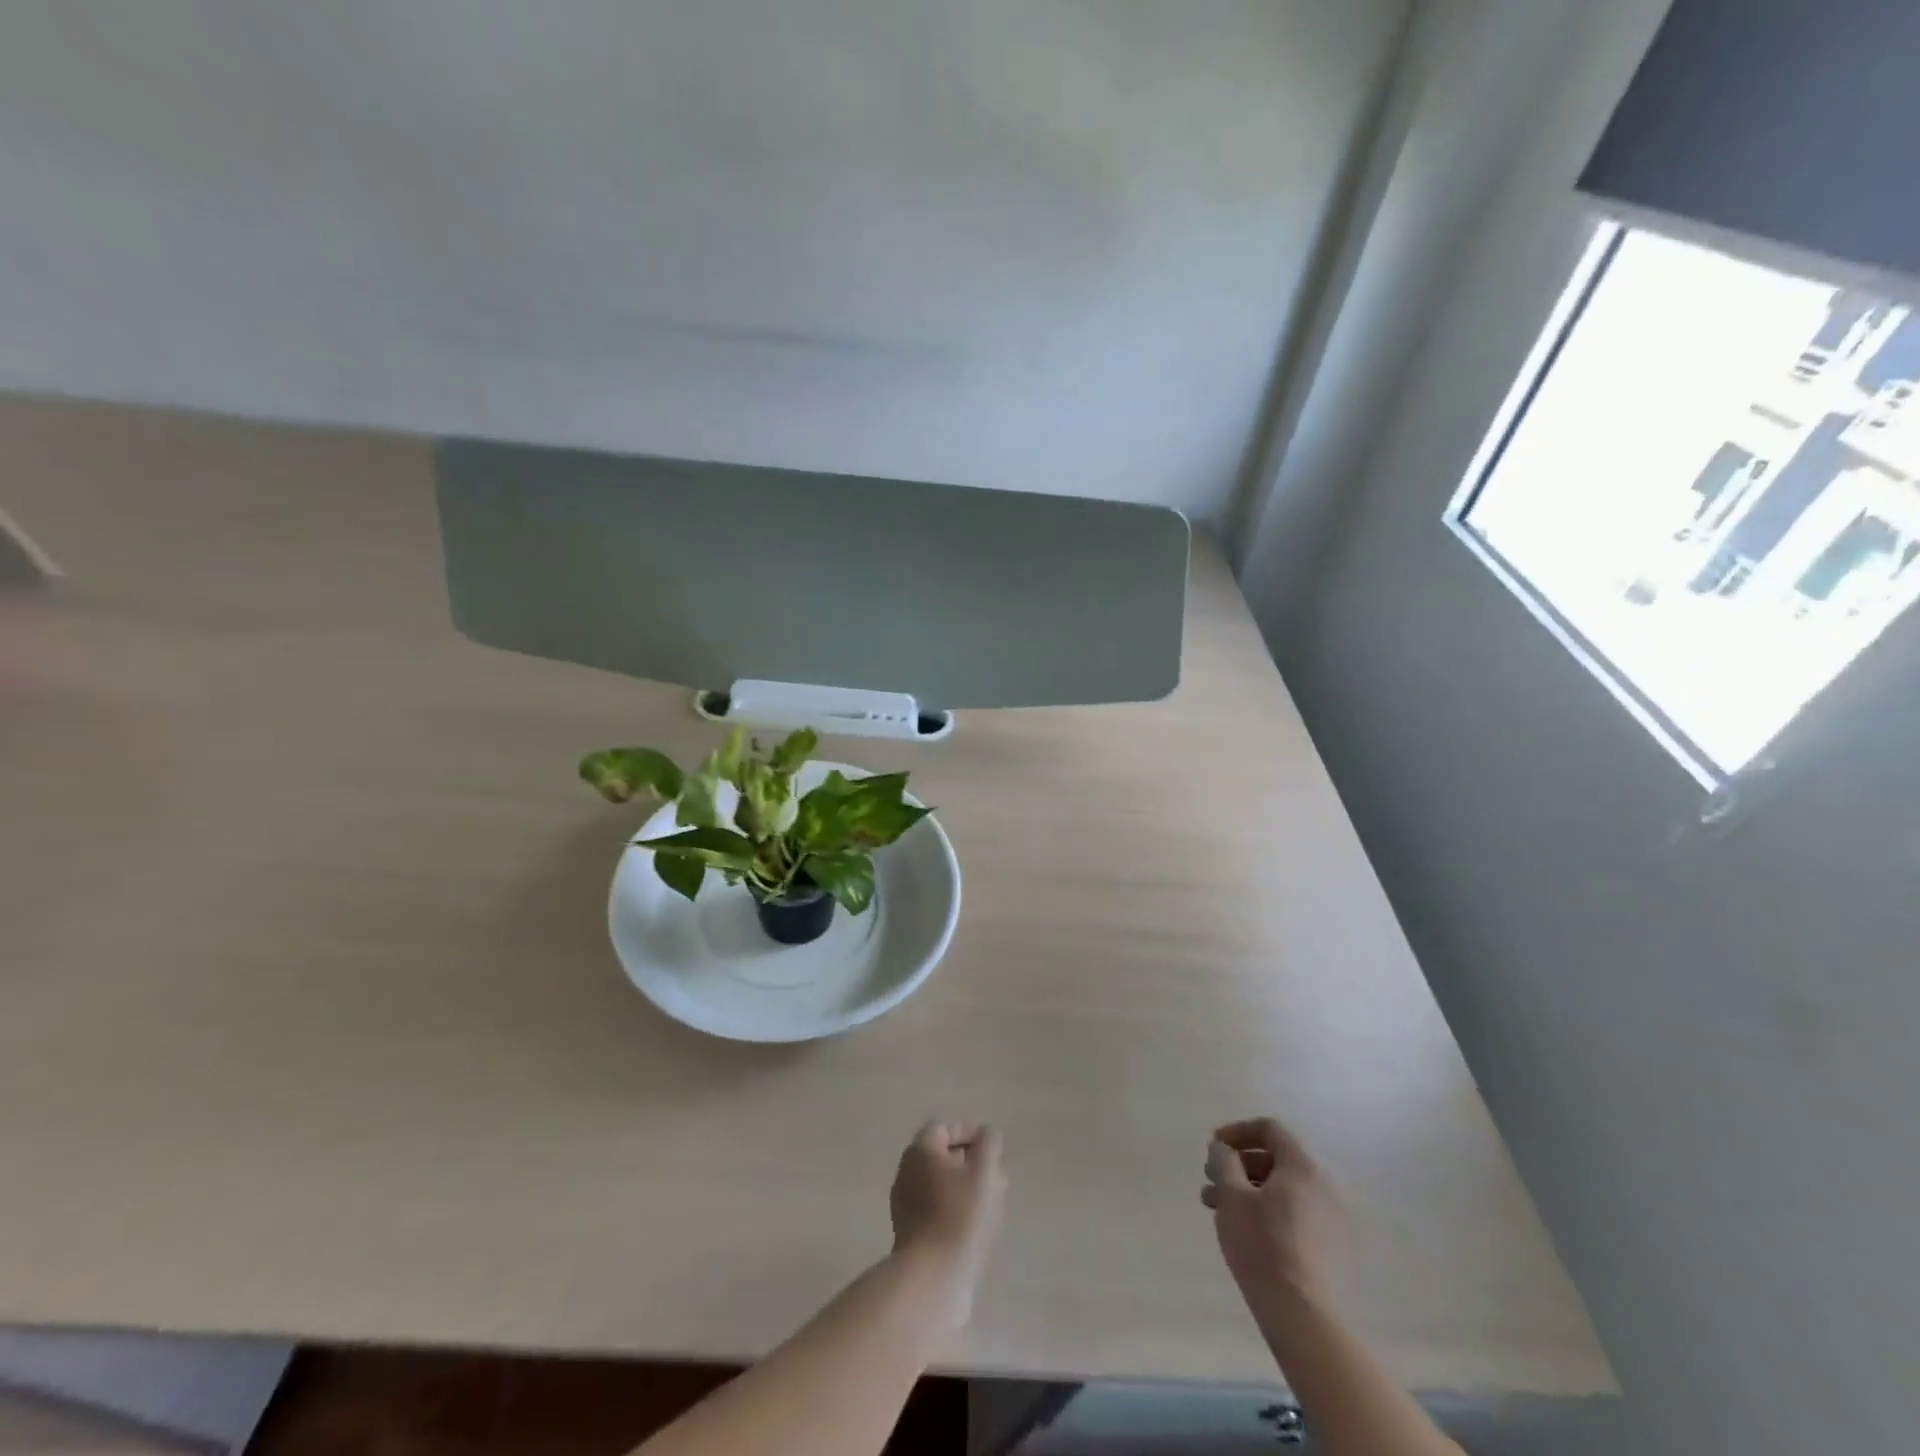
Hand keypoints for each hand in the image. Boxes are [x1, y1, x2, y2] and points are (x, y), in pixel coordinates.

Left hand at [889, 1120, 1006, 1322]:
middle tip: (996, 1173)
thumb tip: (987, 1132)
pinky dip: (957, 1207)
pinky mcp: (911, 1233)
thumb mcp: (983, 1174)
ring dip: (966, 1185)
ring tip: (994, 1200)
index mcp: (920, 1151)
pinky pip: (936, 1208)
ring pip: (940, 1183)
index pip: (943, 1127)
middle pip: (941, 1155)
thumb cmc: (959, 1217)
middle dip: (971, 1160)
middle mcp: (907, 1172)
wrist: (930, 1279)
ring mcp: (906, 1204)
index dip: (968, 1130)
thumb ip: (988, 1146)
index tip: (991, 1144)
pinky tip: (977, 1224)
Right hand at [1203, 1117, 1344, 1310]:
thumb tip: (1223, 1149)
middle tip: (1211, 1183)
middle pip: (1275, 1160)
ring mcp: (1332, 1221)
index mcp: (1302, 1168)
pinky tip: (1245, 1233)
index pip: (1269, 1129)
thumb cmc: (1262, 1245)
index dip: (1237, 1131)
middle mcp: (1323, 1188)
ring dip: (1248, 1192)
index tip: (1213, 1148)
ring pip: (1283, 1191)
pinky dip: (1268, 1213)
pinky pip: (1295, 1215)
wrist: (1302, 1316)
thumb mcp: (1231, 1195)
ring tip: (1218, 1211)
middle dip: (1238, 1166)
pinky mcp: (1332, 1251)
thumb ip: (1224, 1161)